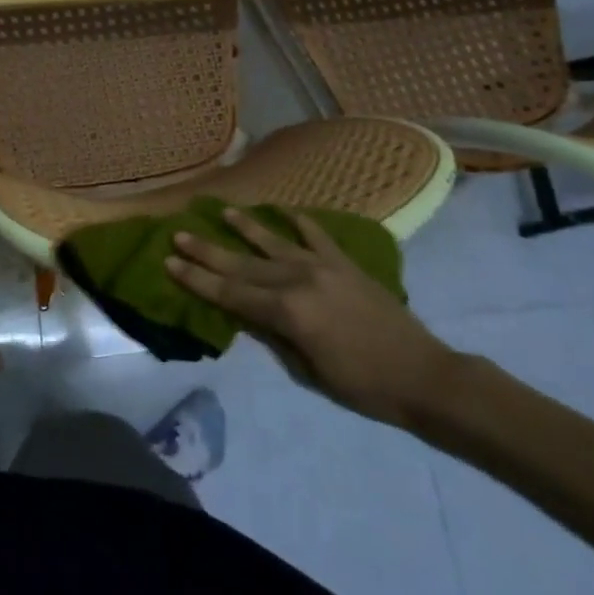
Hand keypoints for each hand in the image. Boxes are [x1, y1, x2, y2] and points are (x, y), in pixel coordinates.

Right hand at [167, 208, 461, 426]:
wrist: (424, 376)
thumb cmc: (363, 386)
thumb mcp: (308, 371)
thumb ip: (273, 336)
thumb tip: (244, 313)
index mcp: (287, 312)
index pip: (230, 294)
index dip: (197, 280)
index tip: (169, 262)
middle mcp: (298, 281)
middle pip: (242, 265)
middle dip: (207, 252)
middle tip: (178, 234)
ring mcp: (322, 266)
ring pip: (273, 242)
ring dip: (245, 227)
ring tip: (222, 211)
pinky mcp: (345, 262)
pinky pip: (315, 234)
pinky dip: (297, 219)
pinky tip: (281, 208)